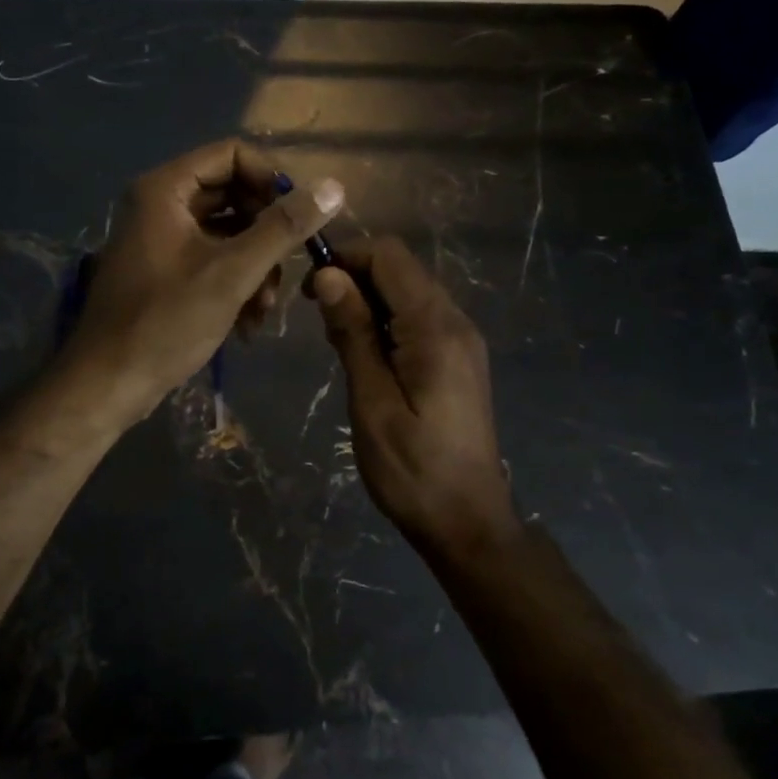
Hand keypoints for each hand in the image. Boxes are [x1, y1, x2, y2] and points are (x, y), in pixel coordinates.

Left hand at [64, 140, 344, 423]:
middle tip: (288, 269)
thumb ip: (282, 228)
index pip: (232, 155)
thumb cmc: (166, 321)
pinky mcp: (165, 272)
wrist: (108, 383)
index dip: (272, 180)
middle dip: (266, 235)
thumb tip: (333, 187)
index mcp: (165, 189)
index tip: (299, 218)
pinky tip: (248, 324)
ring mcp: (160, 239)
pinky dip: (235, 284)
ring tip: (264, 309)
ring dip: (255, 267)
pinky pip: (212, 261)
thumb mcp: (232, 273)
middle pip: (232, 195)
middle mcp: (160, 204)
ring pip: (227, 233)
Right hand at [311, 238, 519, 555]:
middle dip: (354, 279)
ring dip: (367, 303)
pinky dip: (386, 322)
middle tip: (321, 324)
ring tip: (339, 346)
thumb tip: (329, 275)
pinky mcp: (458, 358)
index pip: (389, 256)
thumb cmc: (412, 468)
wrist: (467, 522)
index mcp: (436, 327)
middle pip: (400, 269)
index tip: (310, 290)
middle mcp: (455, 321)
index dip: (346, 258)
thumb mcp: (372, 401)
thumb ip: (352, 333)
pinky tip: (367, 359)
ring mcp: (461, 340)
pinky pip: (418, 318)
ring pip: (407, 292)